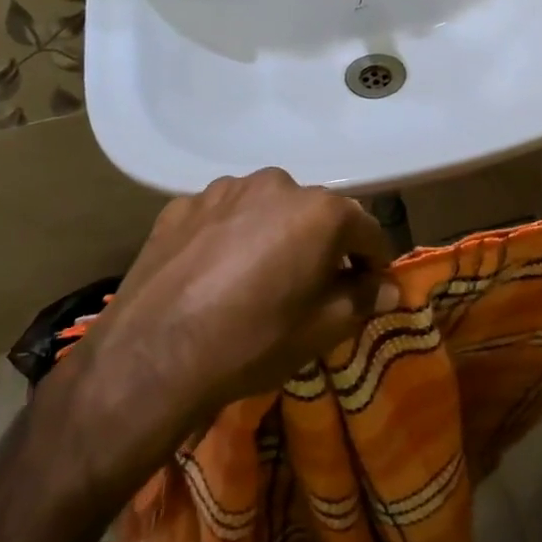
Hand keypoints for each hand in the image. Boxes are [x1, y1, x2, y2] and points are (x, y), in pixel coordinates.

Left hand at [51, 169, 399, 458]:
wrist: (152, 356)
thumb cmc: (253, 341)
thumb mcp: (322, 329)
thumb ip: (363, 298)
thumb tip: (389, 288)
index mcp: (320, 210)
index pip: (367, 230)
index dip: (373, 261)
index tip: (369, 287)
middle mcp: (276, 184)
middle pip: (315, 214)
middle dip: (322, 245)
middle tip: (311, 286)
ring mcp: (224, 190)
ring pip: (266, 210)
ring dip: (273, 235)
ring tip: (257, 278)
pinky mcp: (182, 205)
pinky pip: (223, 216)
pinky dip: (230, 236)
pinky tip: (215, 273)